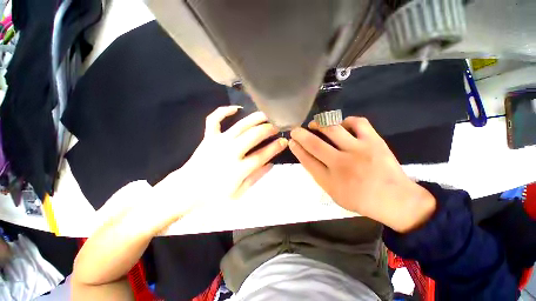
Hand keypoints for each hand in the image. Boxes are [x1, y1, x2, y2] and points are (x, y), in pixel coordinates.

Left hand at [158, 106, 286, 215]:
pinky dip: (223, 111)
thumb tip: (271, 164)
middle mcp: (230, 152)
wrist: (187, 190)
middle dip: (268, 129)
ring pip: (240, 126)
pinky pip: (214, 120)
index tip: (284, 141)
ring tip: (265, 114)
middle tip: (277, 126)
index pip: (262, 155)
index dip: (275, 147)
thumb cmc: (214, 195)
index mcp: (238, 169)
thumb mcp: (239, 193)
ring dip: (255, 119)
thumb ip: (256, 177)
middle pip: (253, 136)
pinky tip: (236, 108)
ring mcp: (218, 142)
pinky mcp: (208, 137)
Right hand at [289, 117, 435, 232]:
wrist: (395, 200)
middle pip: (314, 144)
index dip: (297, 149)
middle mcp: (342, 164)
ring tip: (315, 124)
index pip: (307, 160)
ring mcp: (359, 150)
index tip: (291, 141)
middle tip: (295, 130)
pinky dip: (345, 121)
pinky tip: (341, 124)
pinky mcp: (374, 141)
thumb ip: (319, 175)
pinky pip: (357, 122)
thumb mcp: (334, 193)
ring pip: (333, 129)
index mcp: (330, 180)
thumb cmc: (360, 199)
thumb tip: (307, 156)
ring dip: (319, 124)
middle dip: (300, 134)